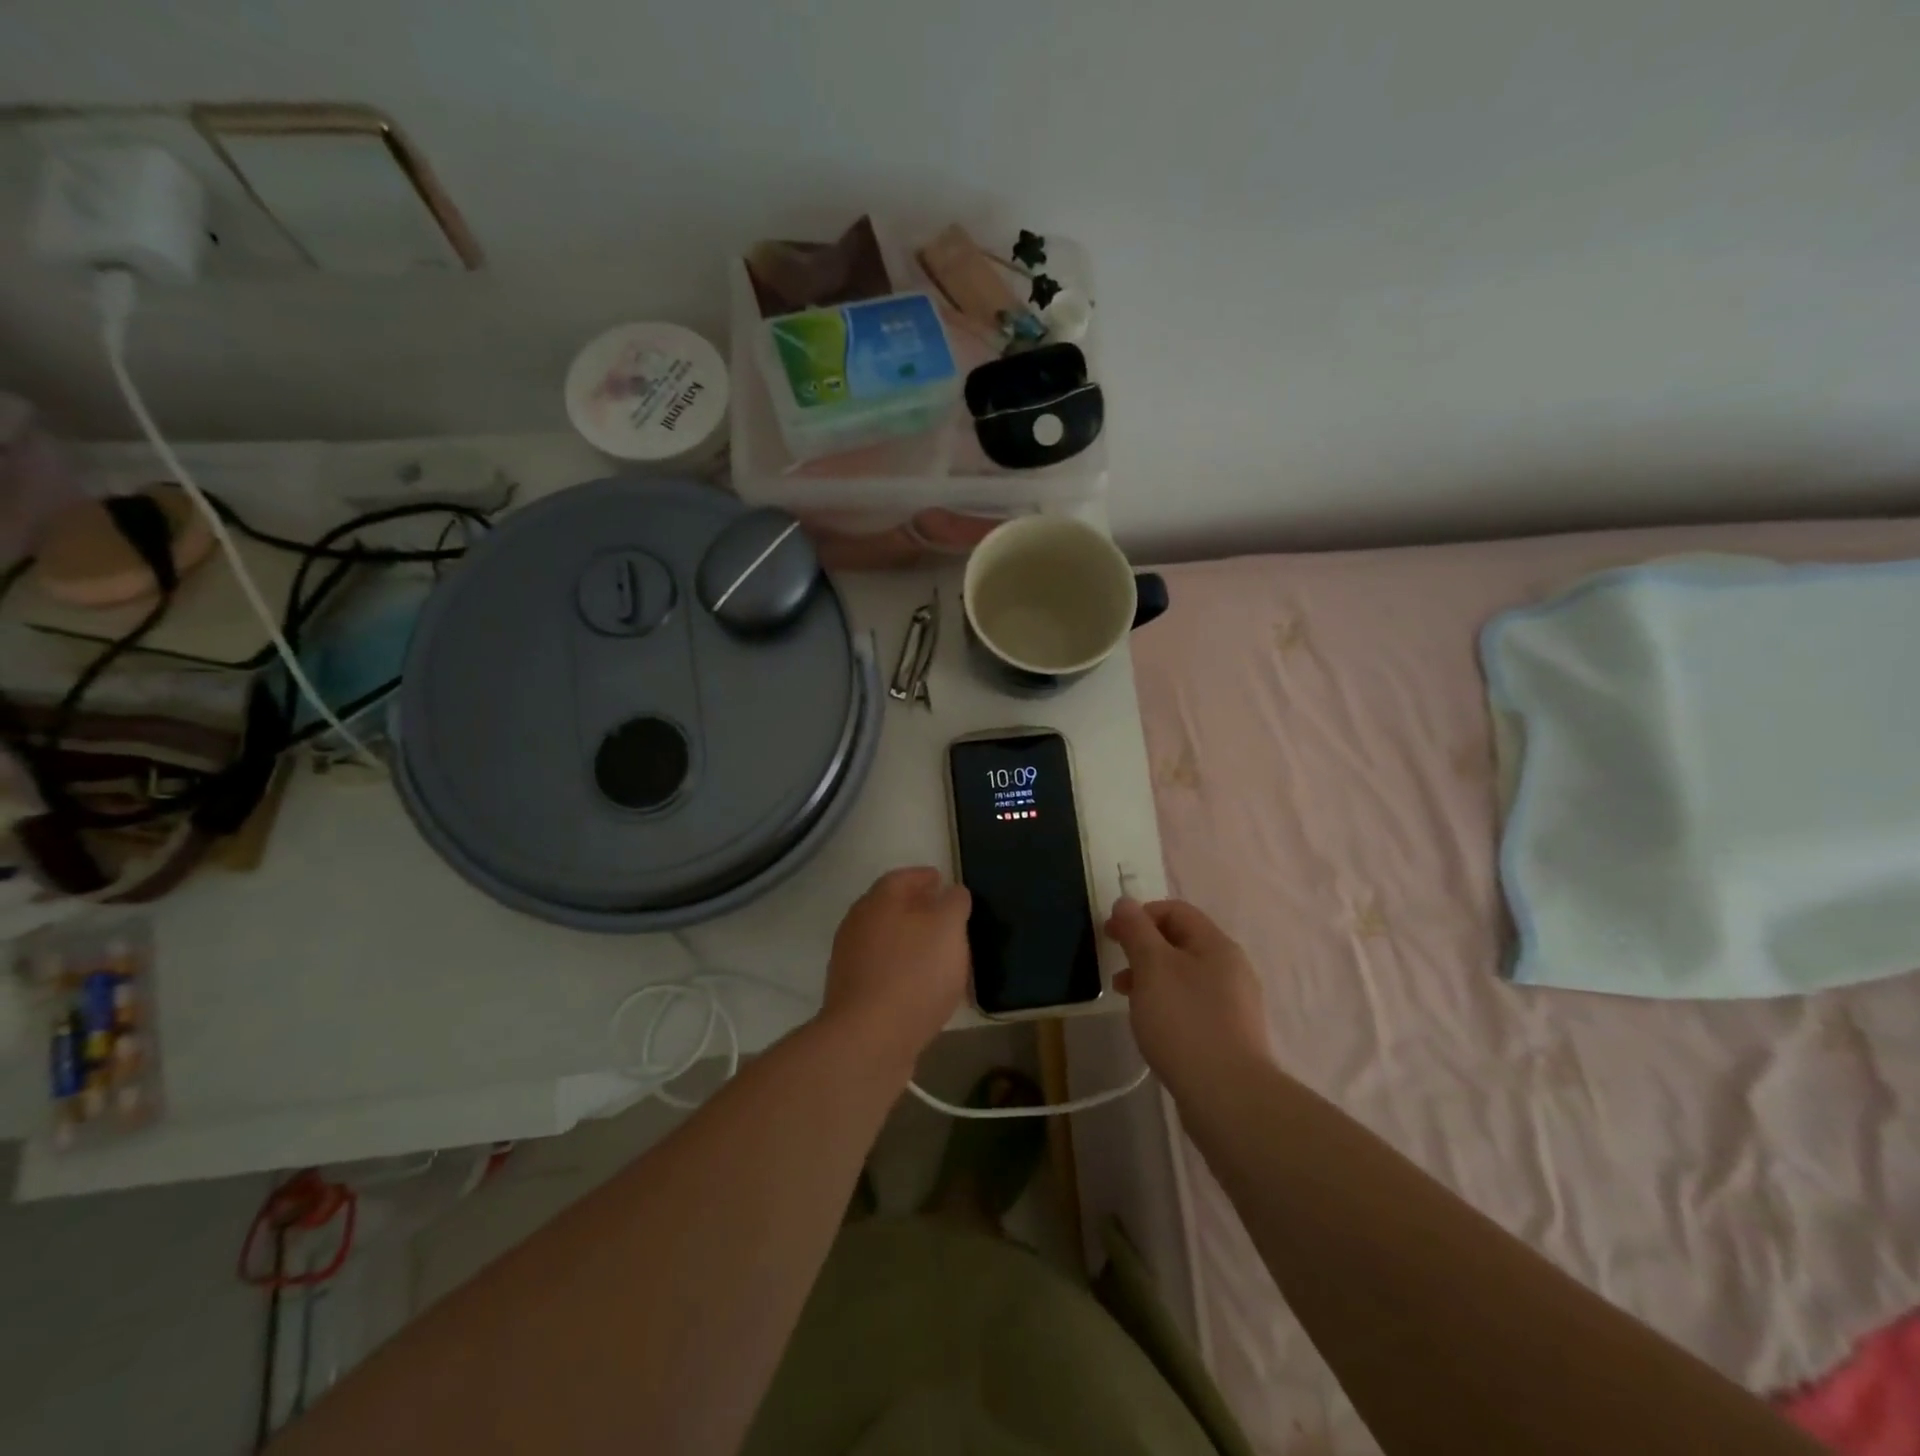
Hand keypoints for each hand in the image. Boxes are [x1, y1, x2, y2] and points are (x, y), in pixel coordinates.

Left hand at [822, 867, 971, 1069]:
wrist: (869, 1039)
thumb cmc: (914, 974)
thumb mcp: (949, 929)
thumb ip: (954, 903)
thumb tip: (953, 891)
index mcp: (879, 900)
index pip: (902, 877)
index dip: (924, 877)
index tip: (943, 881)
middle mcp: (858, 923)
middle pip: (890, 907)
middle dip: (916, 908)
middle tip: (944, 916)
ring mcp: (850, 959)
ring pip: (885, 939)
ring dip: (909, 940)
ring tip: (938, 953)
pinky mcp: (851, 993)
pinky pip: (882, 970)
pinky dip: (901, 969)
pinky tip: (921, 985)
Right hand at [1105, 897, 1270, 1100]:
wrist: (1228, 1096)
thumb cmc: (1185, 1021)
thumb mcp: (1152, 967)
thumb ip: (1137, 930)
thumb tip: (1125, 902)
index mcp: (1216, 945)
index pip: (1175, 910)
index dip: (1140, 915)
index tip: (1111, 935)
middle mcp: (1231, 968)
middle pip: (1180, 942)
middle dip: (1143, 949)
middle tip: (1115, 968)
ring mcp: (1233, 1004)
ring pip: (1183, 975)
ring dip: (1151, 978)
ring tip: (1126, 1000)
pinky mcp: (1228, 1034)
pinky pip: (1191, 1004)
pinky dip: (1166, 1004)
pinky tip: (1152, 1026)